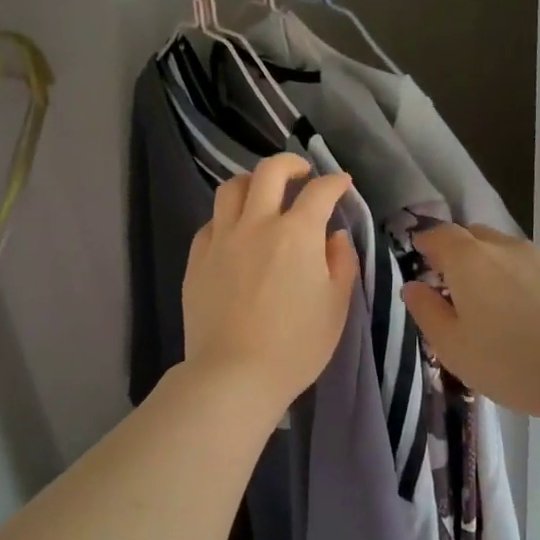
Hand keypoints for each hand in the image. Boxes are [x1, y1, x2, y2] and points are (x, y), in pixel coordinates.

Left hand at [182, 153, 358, 417]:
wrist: (234, 375)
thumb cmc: (296, 345)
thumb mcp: (336, 306)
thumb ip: (341, 263)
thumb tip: (334, 236)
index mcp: (296, 234)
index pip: (319, 192)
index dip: (335, 182)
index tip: (342, 185)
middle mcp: (256, 225)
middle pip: (269, 172)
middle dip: (290, 164)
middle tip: (302, 175)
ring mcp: (221, 240)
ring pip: (231, 189)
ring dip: (252, 183)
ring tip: (263, 195)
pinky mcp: (197, 260)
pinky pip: (211, 224)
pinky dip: (227, 219)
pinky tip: (236, 234)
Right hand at [401, 224, 539, 429]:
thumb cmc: (510, 362)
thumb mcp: (452, 346)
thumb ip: (427, 311)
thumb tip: (413, 286)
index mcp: (468, 259)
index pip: (438, 234)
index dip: (424, 244)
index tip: (416, 261)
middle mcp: (502, 248)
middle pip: (470, 236)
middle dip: (453, 252)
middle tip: (444, 285)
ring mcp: (537, 260)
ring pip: (499, 250)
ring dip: (482, 265)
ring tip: (479, 303)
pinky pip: (522, 266)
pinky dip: (508, 278)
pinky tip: (512, 313)